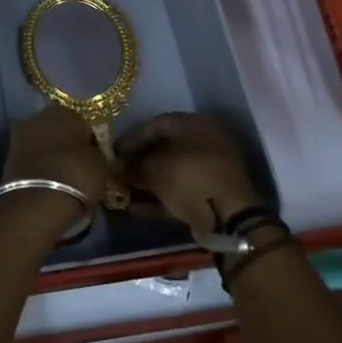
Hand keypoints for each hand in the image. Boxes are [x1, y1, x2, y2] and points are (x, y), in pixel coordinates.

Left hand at [1, 106, 109, 207]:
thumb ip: (98, 152)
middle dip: (67, 143)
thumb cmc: (76, 176)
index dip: (90, 137)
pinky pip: (31, 159)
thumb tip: (94, 152)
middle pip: (58, 128)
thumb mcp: (102, 165)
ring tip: (64, 176)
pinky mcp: (7, 158)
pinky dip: (39, 167)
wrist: (35, 204)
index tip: (96, 154)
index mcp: (65, 110)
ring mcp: (19, 136)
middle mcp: (39, 117)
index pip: (83, 119)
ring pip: (42, 143)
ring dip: (51, 155)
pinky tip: (49, 182)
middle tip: (79, 164)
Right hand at [116, 113, 262, 236]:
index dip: (131, 139)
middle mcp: (205, 143)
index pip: (156, 124)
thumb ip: (133, 167)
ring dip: (147, 183)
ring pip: (171, 173)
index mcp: (195, 125)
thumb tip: (116, 167)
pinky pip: (180, 193)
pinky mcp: (210, 196)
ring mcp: (210, 171)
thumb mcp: (155, 170)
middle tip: (117, 174)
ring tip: (122, 193)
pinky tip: (135, 209)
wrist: (229, 217)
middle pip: (164, 149)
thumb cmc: (190, 178)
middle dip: (138, 162)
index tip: (112, 153)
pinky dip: (159, 199)